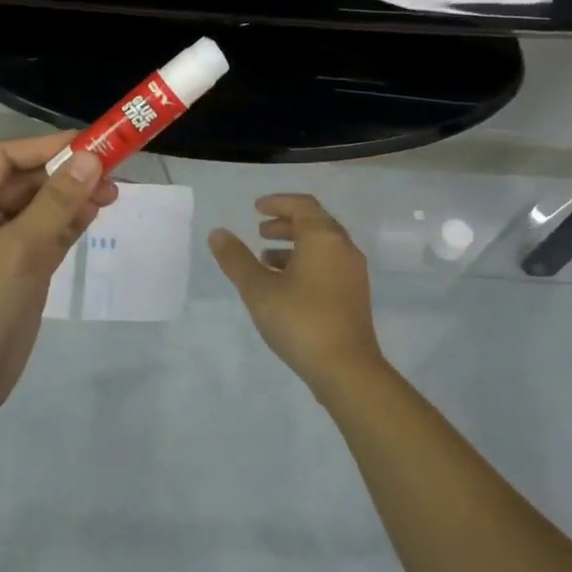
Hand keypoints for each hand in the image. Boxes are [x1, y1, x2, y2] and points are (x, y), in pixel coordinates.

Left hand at [0, 133, 116, 417]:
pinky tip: (96, 214)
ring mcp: (2, 247)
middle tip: (112, 173)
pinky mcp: (22, 272)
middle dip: (66, 173)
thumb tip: (91, 159)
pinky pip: (49, 236)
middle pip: (27, 181)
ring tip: (113, 194)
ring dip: (74, 197)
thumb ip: (56, 203)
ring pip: (42, 208)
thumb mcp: (18, 250)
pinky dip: (72, 223)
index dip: (45, 146)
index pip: (5, 158)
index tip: (90, 145)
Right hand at [208, 194, 388, 393]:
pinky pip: (329, 265)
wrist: (346, 368)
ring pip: (322, 246)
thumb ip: (236, 259)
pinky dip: (306, 263)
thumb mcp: (258, 289)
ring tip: (266, 258)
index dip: (278, 202)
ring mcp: (353, 273)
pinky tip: (285, 285)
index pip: (302, 205)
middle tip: (260, 231)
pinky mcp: (355, 295)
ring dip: (295, 246)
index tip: (256, 208)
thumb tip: (217, 233)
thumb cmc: (300, 320)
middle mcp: (344, 248)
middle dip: (286, 223)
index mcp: (323, 237)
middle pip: (315, 223)